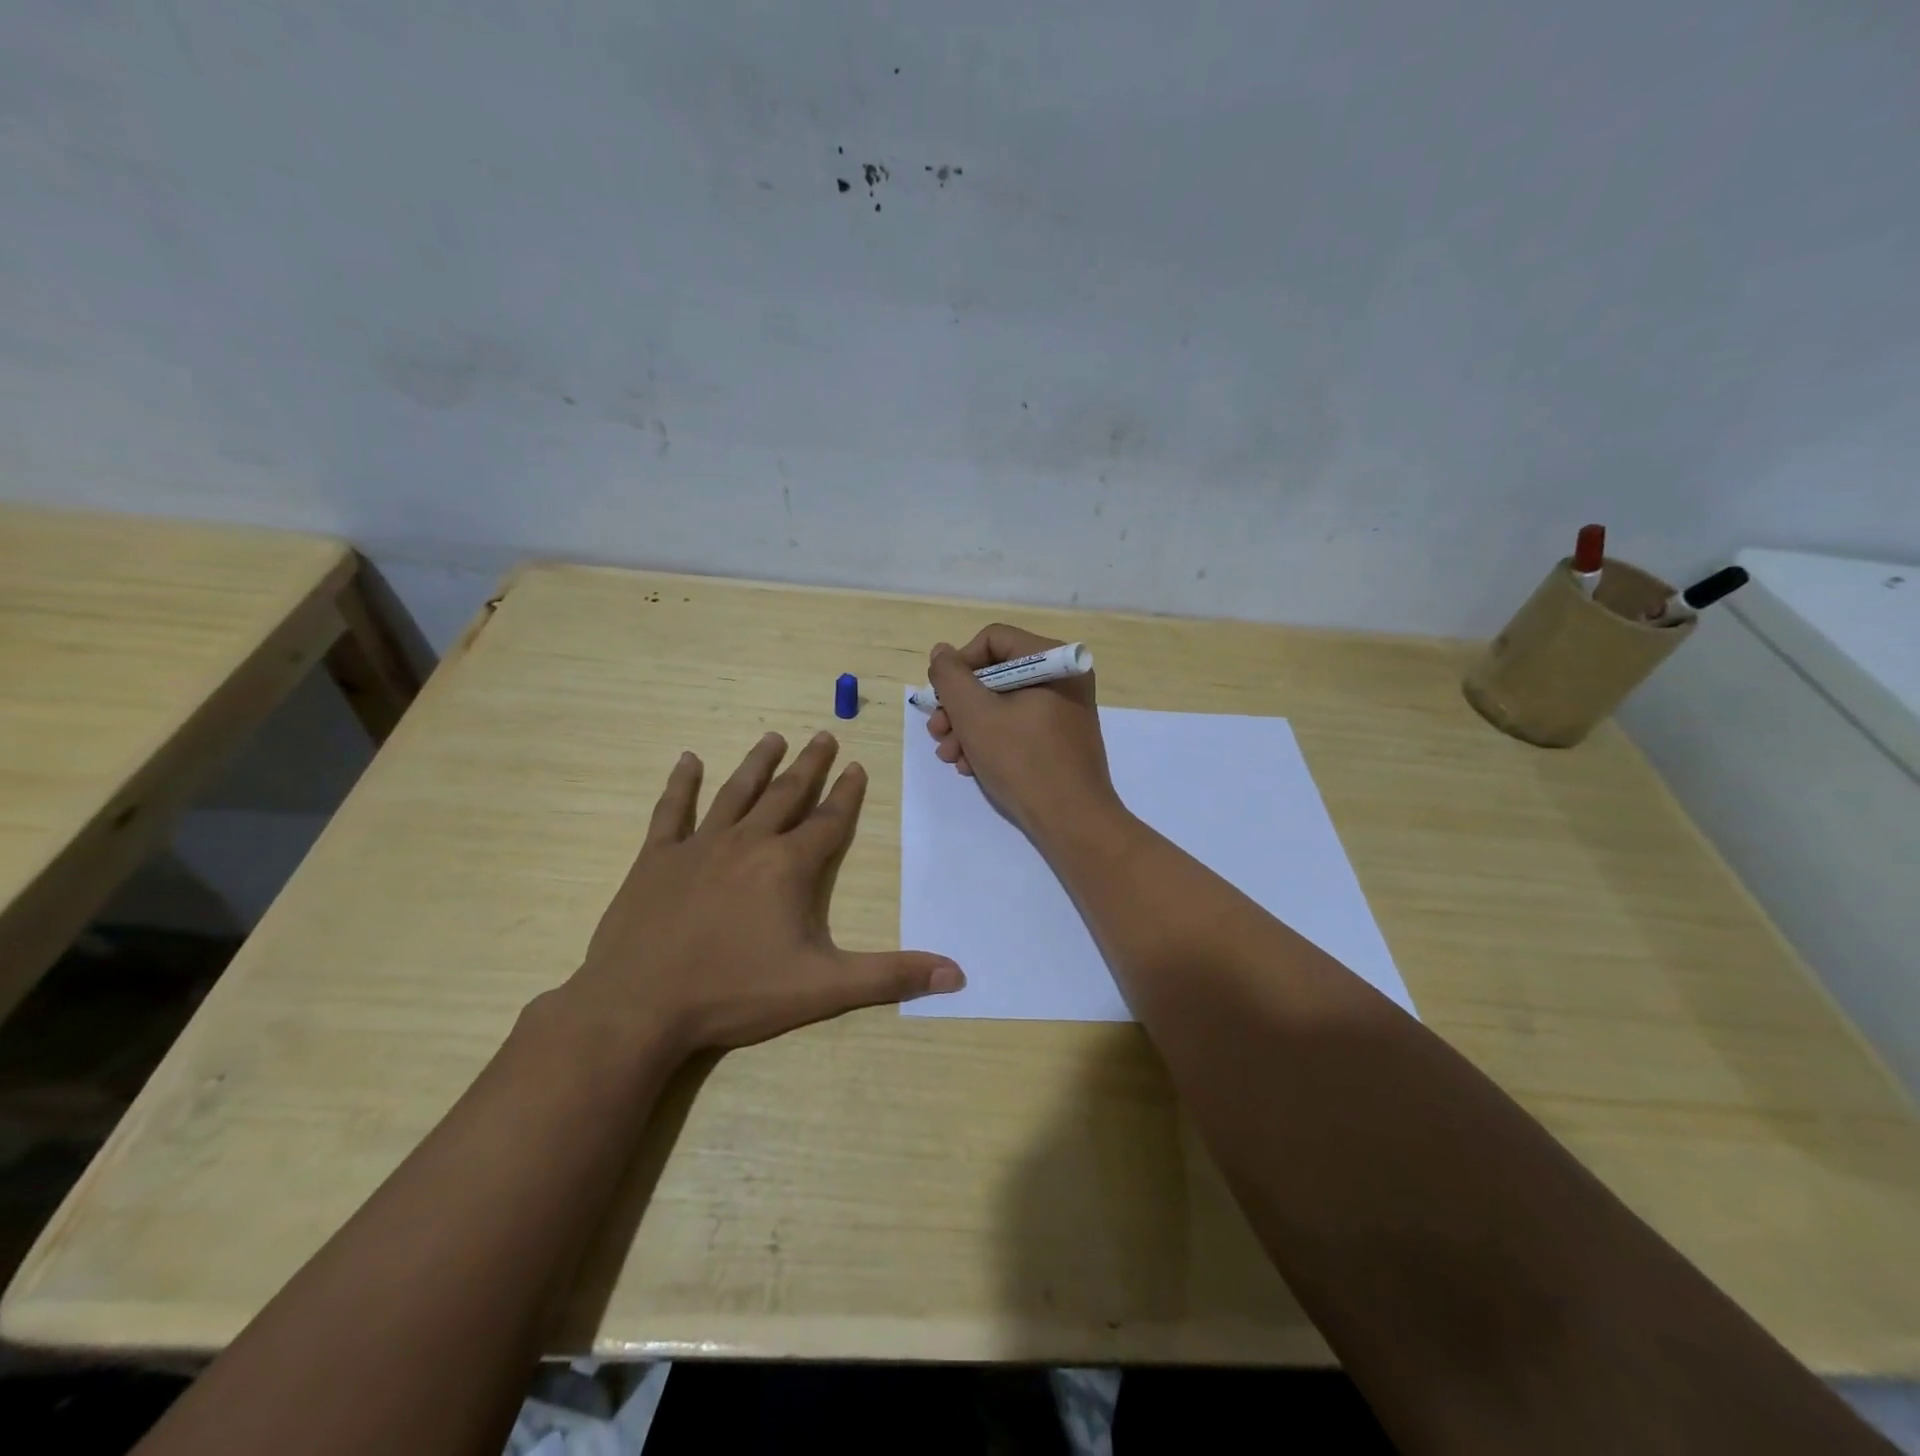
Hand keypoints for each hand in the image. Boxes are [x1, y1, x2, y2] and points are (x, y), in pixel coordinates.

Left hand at [570, 732, 963, 1056]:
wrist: (639, 1006)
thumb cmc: (735, 994)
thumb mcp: (822, 988)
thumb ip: (889, 977)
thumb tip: (956, 975)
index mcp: (788, 867)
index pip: (828, 821)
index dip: (847, 794)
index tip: (857, 766)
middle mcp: (748, 843)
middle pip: (787, 795)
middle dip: (809, 766)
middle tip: (824, 736)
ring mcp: (698, 847)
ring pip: (735, 793)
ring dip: (757, 763)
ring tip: (774, 737)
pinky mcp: (656, 859)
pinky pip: (672, 811)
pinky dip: (681, 784)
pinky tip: (687, 760)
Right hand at [924, 623, 1121, 840]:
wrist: (1072, 821)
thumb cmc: (1023, 761)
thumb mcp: (975, 714)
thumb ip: (951, 677)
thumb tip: (941, 653)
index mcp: (1052, 660)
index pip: (992, 640)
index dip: (959, 665)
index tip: (942, 698)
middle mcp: (1062, 678)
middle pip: (994, 674)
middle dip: (959, 705)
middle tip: (938, 733)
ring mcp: (1063, 710)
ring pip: (1001, 704)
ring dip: (968, 727)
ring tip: (950, 757)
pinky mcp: (1059, 738)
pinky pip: (1017, 726)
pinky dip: (990, 741)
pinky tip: (971, 766)